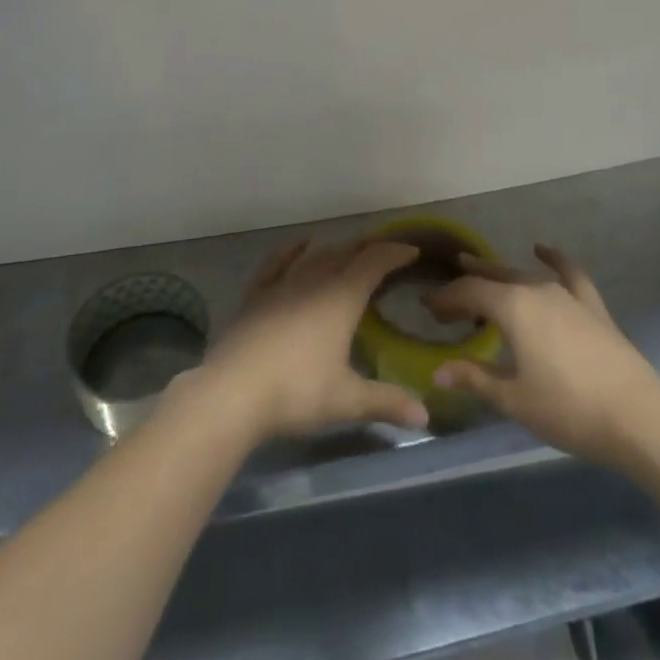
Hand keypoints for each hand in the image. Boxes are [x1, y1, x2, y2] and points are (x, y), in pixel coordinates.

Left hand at [197, 237, 430, 444]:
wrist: (233, 391)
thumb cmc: (297, 392)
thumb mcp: (347, 400)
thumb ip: (386, 403)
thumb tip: (426, 417)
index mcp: (341, 298)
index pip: (373, 263)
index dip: (394, 254)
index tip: (412, 251)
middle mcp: (314, 281)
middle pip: (345, 253)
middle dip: (367, 249)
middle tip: (385, 252)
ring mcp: (281, 285)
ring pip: (314, 256)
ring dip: (336, 249)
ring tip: (349, 250)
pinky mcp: (256, 295)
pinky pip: (277, 262)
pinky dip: (291, 249)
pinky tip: (299, 243)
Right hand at [425, 244, 659, 468]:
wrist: (638, 418)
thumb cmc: (568, 410)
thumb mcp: (513, 399)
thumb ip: (475, 378)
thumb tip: (438, 371)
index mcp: (512, 308)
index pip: (469, 293)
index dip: (446, 299)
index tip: (428, 309)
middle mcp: (536, 290)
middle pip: (493, 279)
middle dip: (467, 285)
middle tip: (447, 300)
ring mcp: (567, 295)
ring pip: (523, 275)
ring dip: (498, 274)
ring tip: (479, 273)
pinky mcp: (592, 306)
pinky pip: (569, 273)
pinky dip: (554, 259)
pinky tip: (542, 250)